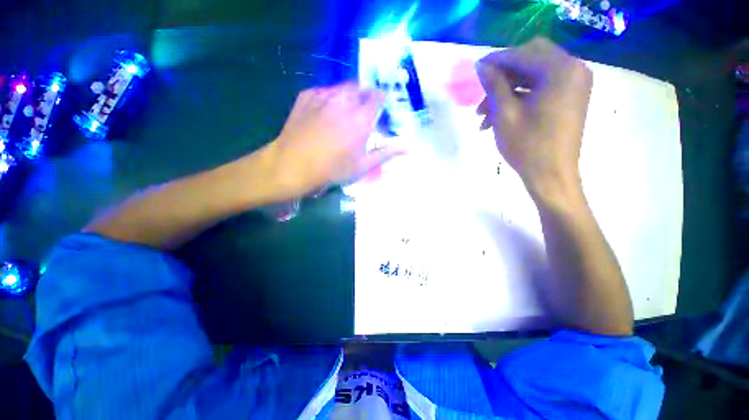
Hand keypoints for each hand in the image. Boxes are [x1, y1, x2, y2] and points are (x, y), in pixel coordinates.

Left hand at [265, 82, 401, 198]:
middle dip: (366, 97)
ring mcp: (323, 96)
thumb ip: (385, 153)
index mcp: (361, 118)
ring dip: (349, 95)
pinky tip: (327, 111)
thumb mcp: (362, 166)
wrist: (292, 165)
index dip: (382, 101)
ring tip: (346, 111)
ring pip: (343, 87)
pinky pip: (324, 90)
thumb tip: (408, 147)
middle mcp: (344, 101)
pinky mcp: (307, 95)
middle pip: (361, 88)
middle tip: (363, 112)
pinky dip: (330, 97)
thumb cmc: (331, 170)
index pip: (378, 97)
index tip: (381, 110)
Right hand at [476, 37, 592, 206]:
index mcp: (561, 70)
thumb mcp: (505, 114)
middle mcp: (573, 69)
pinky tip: (498, 117)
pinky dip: (519, 98)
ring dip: (507, 91)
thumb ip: (494, 85)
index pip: (523, 54)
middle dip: (503, 75)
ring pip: (533, 75)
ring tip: (483, 116)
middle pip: (530, 59)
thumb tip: (481, 65)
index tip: (475, 70)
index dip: (496, 60)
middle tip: (482, 93)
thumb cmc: (527, 146)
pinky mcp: (570, 97)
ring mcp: (574, 84)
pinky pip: (541, 88)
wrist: (551, 175)